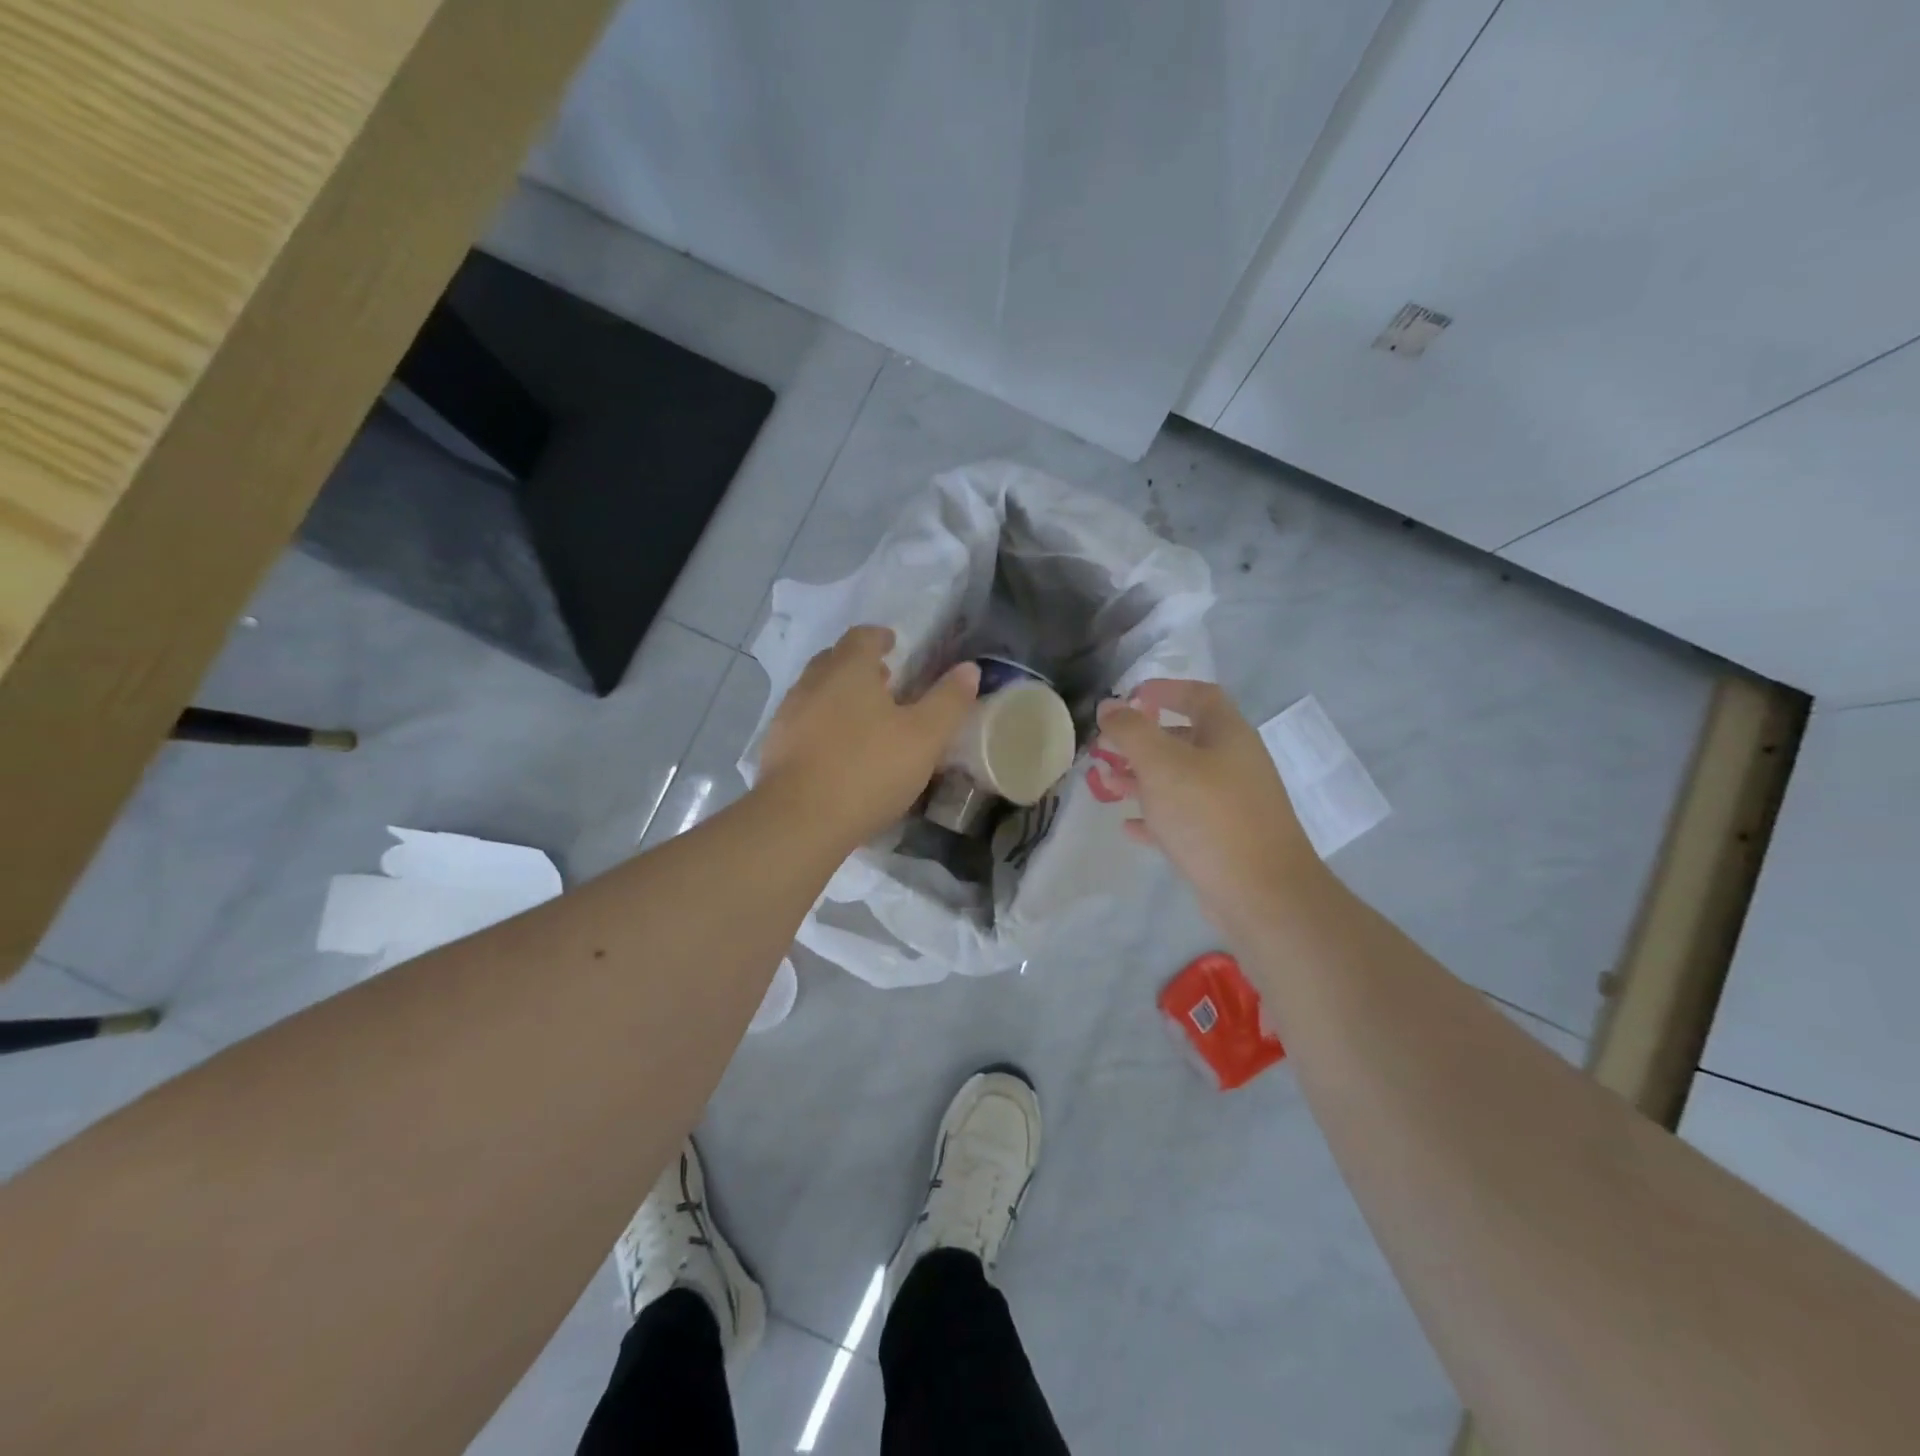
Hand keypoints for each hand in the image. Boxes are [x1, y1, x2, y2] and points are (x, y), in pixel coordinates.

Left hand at [757, 626, 980, 850]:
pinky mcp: (774, 749)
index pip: (862, 637)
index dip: (880, 637)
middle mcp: (812, 683)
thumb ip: (949, 701)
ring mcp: (787, 716)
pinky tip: (838, 753)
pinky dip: (822, 726)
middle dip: (858, 665)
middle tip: (884, 681)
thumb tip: (969, 669)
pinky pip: (803, 724)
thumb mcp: (925, 737)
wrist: (798, 821)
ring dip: (839, 696)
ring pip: (816, 692)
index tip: (894, 644)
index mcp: (848, 669)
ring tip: (865, 719)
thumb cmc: (868, 769)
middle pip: (834, 660)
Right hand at [1094, 680, 1322, 928]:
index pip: (1198, 695)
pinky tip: (1128, 826)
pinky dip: (1155, 817)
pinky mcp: (1224, 840)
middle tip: (1105, 748)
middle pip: (1184, 739)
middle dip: (1141, 740)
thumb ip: (1131, 731)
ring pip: (1180, 781)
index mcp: (1228, 735)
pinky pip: (1184, 818)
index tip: (1127, 698)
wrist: (1262, 895)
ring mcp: (1232, 804)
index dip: (1163, 689)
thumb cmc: (1209, 817)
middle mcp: (1234, 763)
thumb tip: (1110, 705)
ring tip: (1105, 784)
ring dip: (1142, 778)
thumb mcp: (1161, 765)